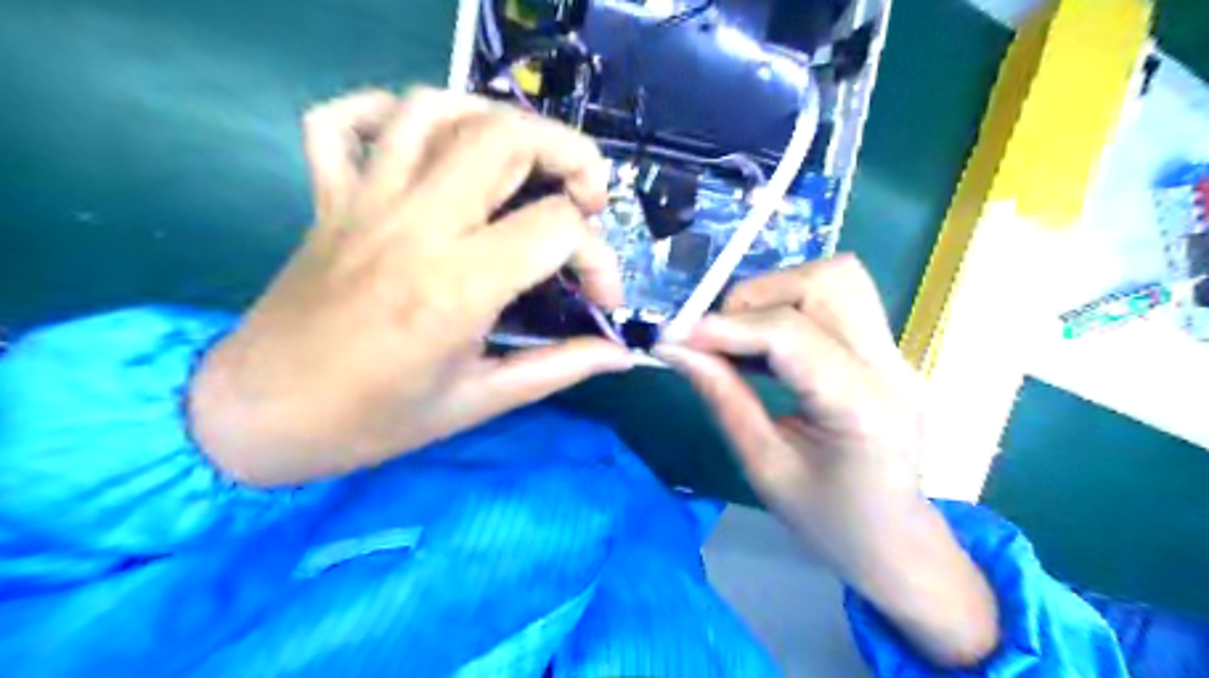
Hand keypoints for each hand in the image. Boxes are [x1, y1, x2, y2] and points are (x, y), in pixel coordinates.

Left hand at [189, 88, 633, 485]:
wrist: (257, 416)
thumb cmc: (372, 421)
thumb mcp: (479, 402)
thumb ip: (559, 368)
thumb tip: (621, 355)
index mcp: (457, 285)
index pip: (556, 229)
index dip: (598, 259)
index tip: (601, 297)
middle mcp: (415, 225)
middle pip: (505, 136)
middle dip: (569, 154)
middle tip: (585, 199)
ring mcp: (365, 201)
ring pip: (436, 110)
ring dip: (497, 123)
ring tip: (524, 165)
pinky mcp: (329, 198)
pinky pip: (344, 121)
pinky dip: (388, 113)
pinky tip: (426, 145)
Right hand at [657, 254, 997, 667]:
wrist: (896, 542)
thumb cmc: (830, 522)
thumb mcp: (764, 468)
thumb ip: (722, 399)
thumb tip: (676, 349)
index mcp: (863, 407)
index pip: (790, 334)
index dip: (725, 327)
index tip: (676, 338)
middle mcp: (890, 366)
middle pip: (825, 283)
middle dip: (755, 299)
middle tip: (716, 338)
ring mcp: (896, 353)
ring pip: (837, 279)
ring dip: (776, 294)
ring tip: (742, 336)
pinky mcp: (887, 350)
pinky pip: (839, 299)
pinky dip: (791, 304)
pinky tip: (767, 343)